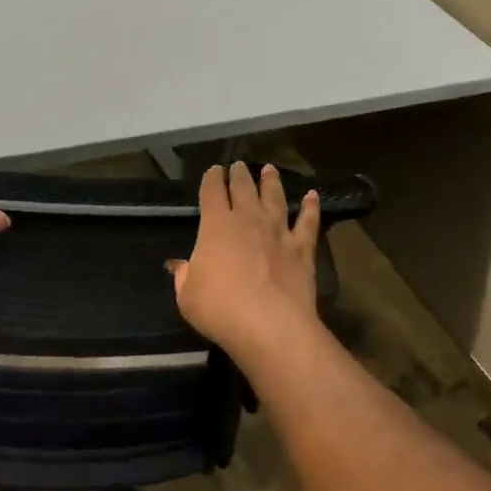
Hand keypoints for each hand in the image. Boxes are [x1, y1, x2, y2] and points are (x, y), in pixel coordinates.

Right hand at [168, 162, 321, 359]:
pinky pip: (308, 222)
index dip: (211, 179)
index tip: (213, 171)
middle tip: (239, 165)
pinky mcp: (302, 249)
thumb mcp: (187, 295)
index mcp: (216, 225)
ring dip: (271, 182)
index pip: (212, 192)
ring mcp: (278, 231)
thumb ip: (184, 275)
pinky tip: (312, 196)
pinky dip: (310, 207)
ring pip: (275, 198)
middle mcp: (248, 219)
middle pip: (243, 188)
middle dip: (239, 174)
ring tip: (269, 169)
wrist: (270, 325)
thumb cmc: (219, 309)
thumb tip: (179, 266)